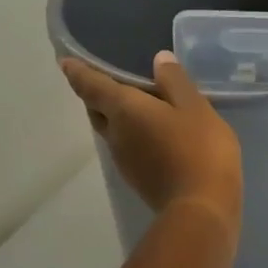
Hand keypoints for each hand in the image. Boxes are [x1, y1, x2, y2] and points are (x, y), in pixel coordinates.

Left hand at [61, 52, 242, 229]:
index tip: (64, 62)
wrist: (202, 208)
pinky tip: (155, 132)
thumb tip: (158, 60)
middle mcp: (115, 133)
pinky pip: (127, 146)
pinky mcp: (138, 177)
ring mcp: (124, 159)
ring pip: (111, 129)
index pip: (91, 85)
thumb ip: (176, 81)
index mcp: (124, 109)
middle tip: (108, 80)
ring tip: (138, 104)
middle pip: (95, 109)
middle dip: (96, 94)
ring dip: (117, 116)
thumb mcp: (195, 107)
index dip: (77, 72)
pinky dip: (134, 133)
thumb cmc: (199, 149)